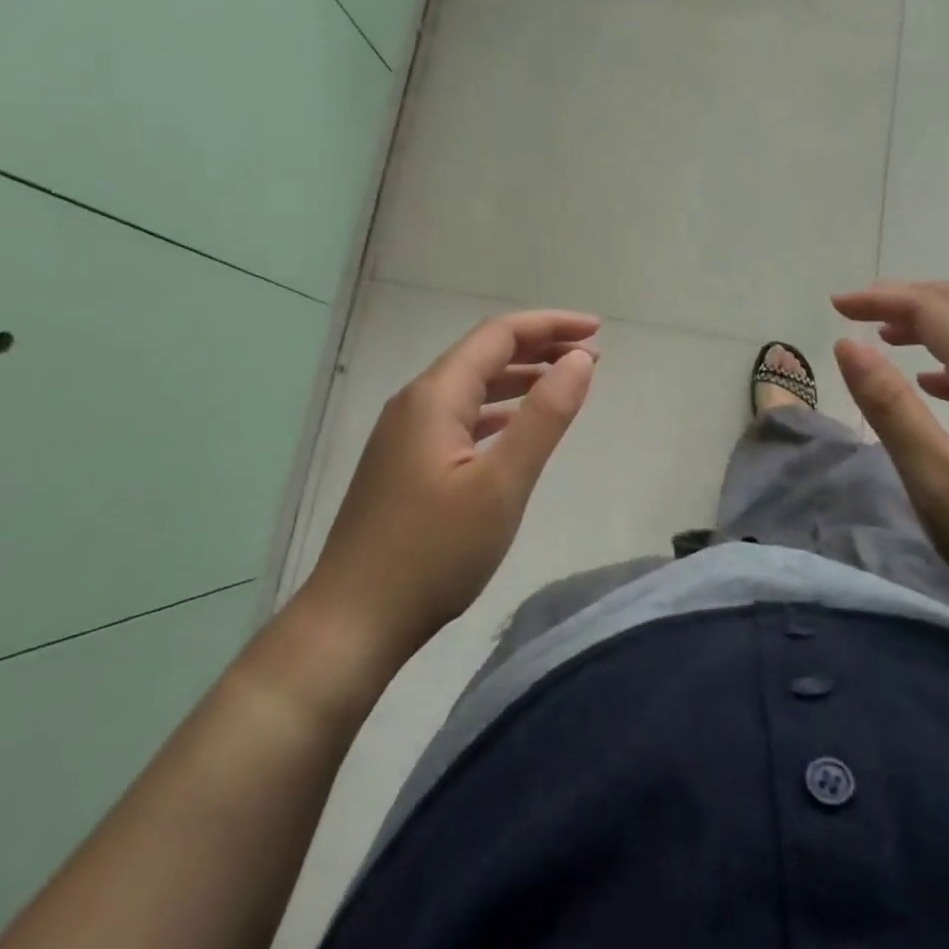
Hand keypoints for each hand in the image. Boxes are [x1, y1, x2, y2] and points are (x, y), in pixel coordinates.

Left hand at [298, 310, 599, 673]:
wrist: (352, 623)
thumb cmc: (432, 553)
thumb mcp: (501, 484)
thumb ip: (544, 417)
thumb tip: (580, 360)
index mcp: (435, 396)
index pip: (499, 335)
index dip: (550, 325)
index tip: (597, 330)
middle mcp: (416, 402)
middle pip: (484, 354)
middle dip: (539, 347)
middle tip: (589, 355)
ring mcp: (405, 433)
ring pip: (471, 386)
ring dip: (519, 378)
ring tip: (564, 381)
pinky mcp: (404, 462)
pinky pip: (459, 416)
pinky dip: (496, 410)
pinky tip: (515, 426)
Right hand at [832, 281, 948, 659]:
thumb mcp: (939, 483)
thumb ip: (890, 407)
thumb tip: (848, 343)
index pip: (932, 308)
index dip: (880, 297)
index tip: (834, 306)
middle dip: (903, 298)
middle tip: (854, 313)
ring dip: (929, 323)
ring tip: (884, 340)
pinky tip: (934, 387)